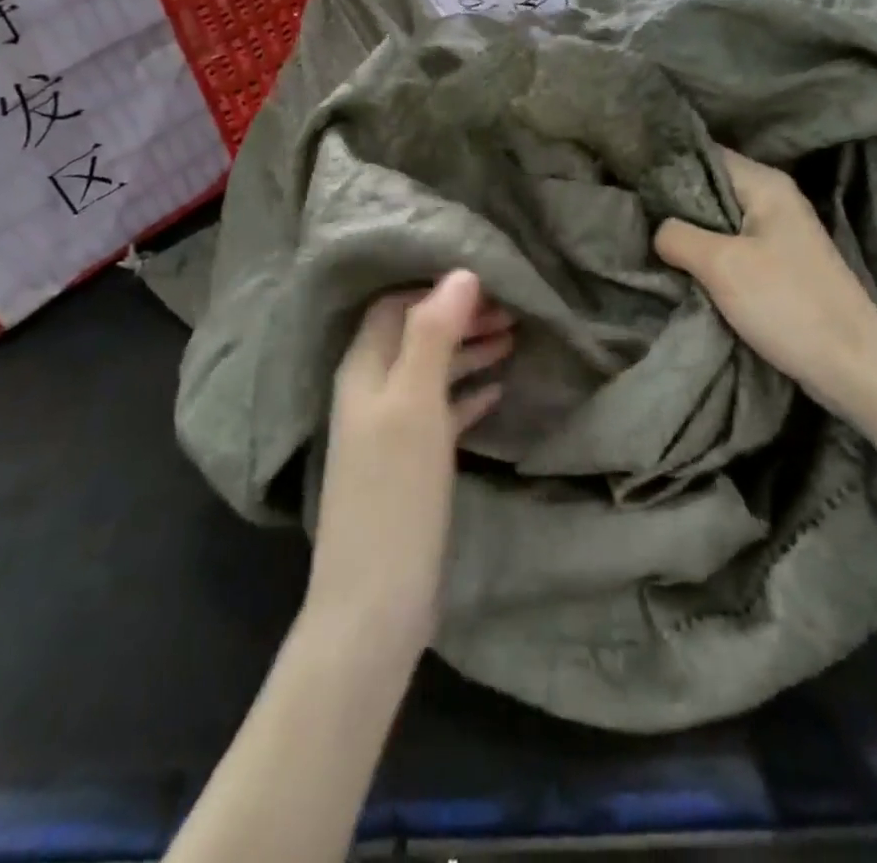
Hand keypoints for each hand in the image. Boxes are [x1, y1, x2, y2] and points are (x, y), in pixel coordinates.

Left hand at [304, 271, 510, 659]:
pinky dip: (467, 393)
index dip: (436, 290)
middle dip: (458, 317)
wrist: (375, 603)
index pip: (394, 306)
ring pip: (430, 372)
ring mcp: (388, 430)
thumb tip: (460, 272)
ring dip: (467, 351)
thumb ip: (432, 335)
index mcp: (363, 370)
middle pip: (415, 336)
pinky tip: (497, 391)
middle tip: (511, 311)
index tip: (487, 283)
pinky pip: (440, 411)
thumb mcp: (415, 404)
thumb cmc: (395, 493)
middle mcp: (371, 391)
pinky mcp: (409, 463)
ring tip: (513, 340)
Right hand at [655, 146, 876, 420]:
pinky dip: (706, 256)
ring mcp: (778, 234)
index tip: (629, 180)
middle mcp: (774, 200)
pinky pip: (730, 249)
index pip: (705, 155)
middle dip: (672, 203)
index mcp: (766, 185)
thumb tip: (656, 229)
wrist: (851, 366)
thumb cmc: (787, 304)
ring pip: (718, 222)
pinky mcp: (778, 266)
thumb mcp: (721, 265)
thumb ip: (677, 236)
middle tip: (631, 216)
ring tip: (646, 241)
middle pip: (710, 188)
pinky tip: (680, 268)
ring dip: (688, 234)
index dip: (667, 165)